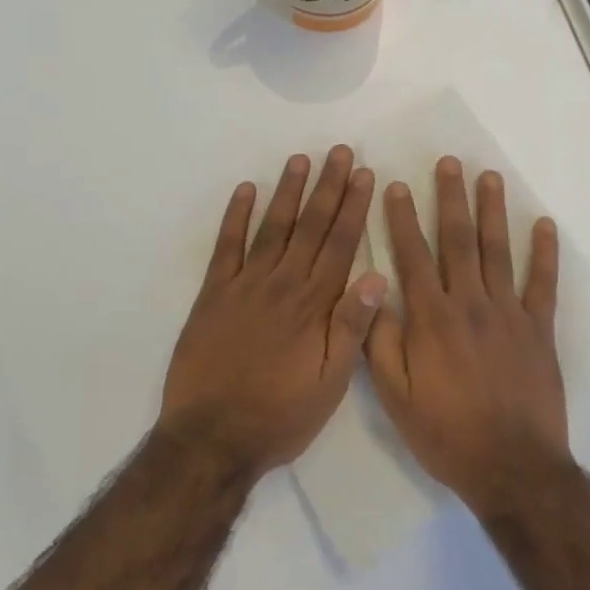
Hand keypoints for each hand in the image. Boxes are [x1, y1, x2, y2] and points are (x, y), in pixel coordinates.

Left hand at [160, 147, 385, 480]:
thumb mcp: (330, 383)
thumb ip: (352, 328)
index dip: (354, 206)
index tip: (364, 174)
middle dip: (327, 186)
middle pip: (310, 226)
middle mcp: (282, 284)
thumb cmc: (281, 415)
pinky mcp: (213, 294)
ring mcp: (244, 285)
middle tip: (338, 151)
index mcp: (314, 305)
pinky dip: (235, 217)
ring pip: (272, 227)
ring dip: (287, 191)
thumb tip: (378, 276)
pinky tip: (245, 190)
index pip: (340, 244)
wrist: (212, 437)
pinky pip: (226, 247)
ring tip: (300, 159)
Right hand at [366, 157, 569, 516]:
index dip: (402, 218)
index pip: (412, 255)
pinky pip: (542, 283)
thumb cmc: (446, 433)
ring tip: (488, 177)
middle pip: (457, 240)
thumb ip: (380, 342)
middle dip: (450, 198)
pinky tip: (543, 224)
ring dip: (492, 211)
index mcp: (431, 317)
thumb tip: (370, 292)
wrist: (511, 467)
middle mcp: (469, 303)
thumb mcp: (395, 396)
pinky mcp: (539, 329)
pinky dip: (544, 253)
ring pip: (497, 251)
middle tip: (449, 162)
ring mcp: (508, 312)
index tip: (395, 185)